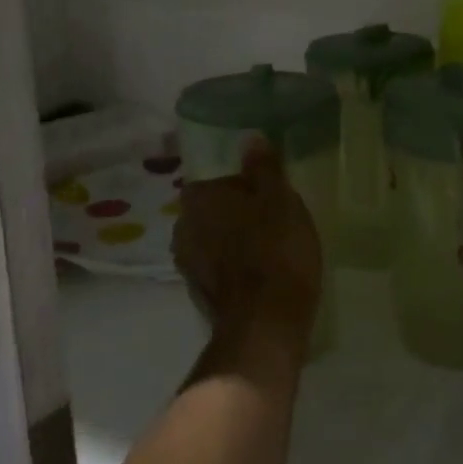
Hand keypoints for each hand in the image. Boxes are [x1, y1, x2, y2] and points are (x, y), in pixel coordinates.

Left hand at [172, 137, 322, 361]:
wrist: (266, 325)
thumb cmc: (275, 250)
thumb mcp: (279, 199)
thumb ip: (263, 167)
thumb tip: (250, 138)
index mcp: (197, 199)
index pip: (217, 178)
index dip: (245, 184)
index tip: (270, 195)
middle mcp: (183, 228)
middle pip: (214, 209)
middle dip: (238, 212)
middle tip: (274, 219)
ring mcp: (188, 265)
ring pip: (215, 239)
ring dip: (236, 240)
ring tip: (271, 247)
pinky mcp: (199, 295)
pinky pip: (219, 267)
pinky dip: (236, 266)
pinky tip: (262, 273)